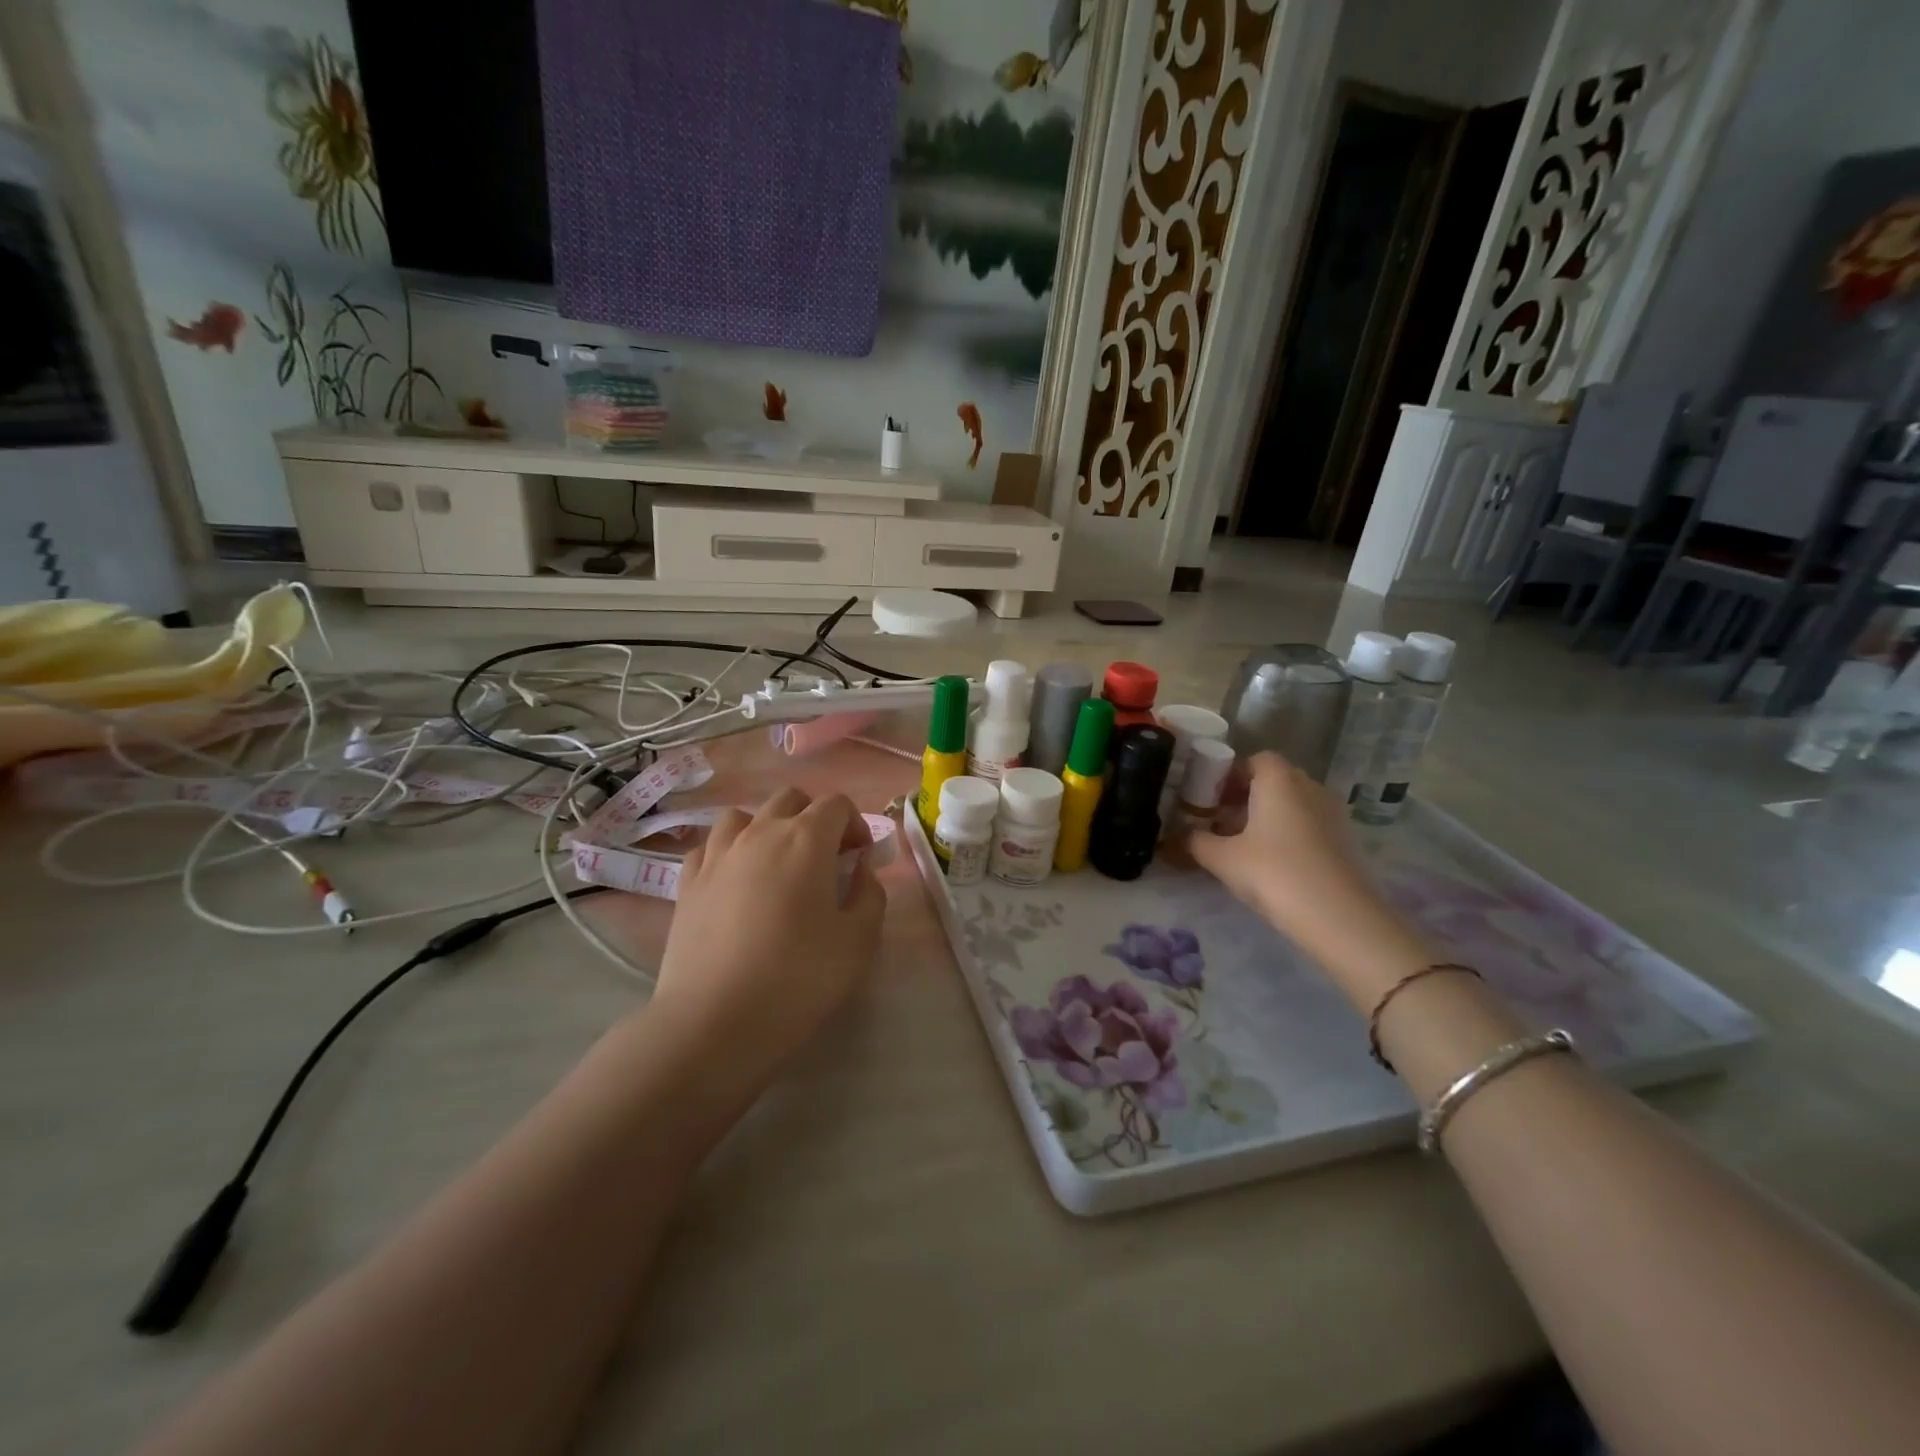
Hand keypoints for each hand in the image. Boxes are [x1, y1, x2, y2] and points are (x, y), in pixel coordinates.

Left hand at [647, 788, 885, 1088]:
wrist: (713, 1021)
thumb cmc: (797, 978)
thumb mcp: (857, 941)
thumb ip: (869, 894)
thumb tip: (860, 869)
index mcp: (806, 840)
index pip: (836, 804)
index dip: (855, 824)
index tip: (859, 858)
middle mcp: (760, 833)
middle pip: (790, 799)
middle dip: (814, 818)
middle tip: (824, 859)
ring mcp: (717, 855)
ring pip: (743, 815)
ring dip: (766, 828)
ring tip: (775, 864)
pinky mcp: (687, 882)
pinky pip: (709, 846)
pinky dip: (728, 852)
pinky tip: (734, 881)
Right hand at [1185, 752, 1430, 1001]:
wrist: (1338, 917)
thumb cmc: (1273, 872)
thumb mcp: (1222, 858)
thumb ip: (1195, 842)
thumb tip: (1176, 837)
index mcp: (1279, 780)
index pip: (1255, 760)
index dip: (1230, 775)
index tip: (1209, 798)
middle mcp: (1309, 787)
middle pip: (1274, 781)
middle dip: (1245, 797)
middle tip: (1219, 822)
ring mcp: (1332, 814)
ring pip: (1292, 804)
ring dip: (1267, 817)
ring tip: (1241, 846)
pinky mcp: (1345, 841)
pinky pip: (1308, 825)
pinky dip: (1287, 835)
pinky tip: (1270, 864)